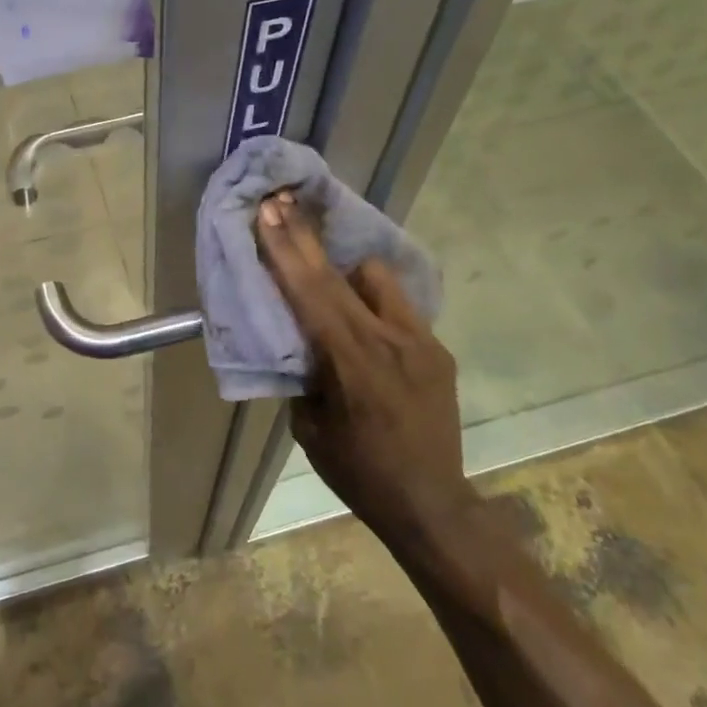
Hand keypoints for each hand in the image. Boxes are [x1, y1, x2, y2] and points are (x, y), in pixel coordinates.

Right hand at [253, 192, 473, 537]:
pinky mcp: (437, 348)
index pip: (310, 292)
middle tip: (283, 202)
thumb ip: (305, 373)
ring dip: (347, 272)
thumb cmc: (358, 472)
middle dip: (305, 236)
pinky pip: (398, 305)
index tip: (269, 211)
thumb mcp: (310, 427)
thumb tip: (300, 339)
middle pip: (338, 273)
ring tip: (330, 282)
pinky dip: (373, 300)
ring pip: (376, 278)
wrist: (431, 504)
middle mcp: (389, 340)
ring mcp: (419, 340)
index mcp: (351, 362)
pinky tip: (365, 320)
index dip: (285, 249)